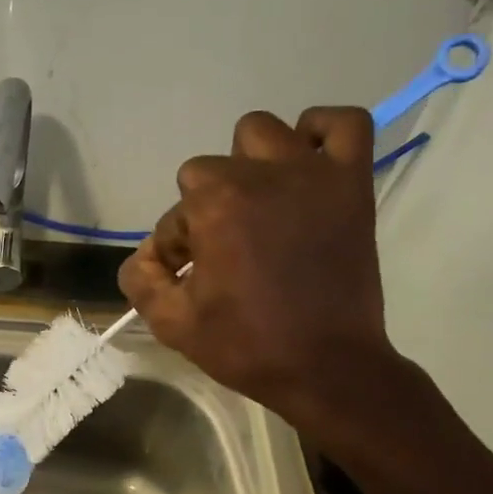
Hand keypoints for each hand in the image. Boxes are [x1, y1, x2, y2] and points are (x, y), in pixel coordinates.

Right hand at [118, 107, 400, 426]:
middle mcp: (261, 174)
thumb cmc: (247, 346)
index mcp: (215, 205)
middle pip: (209, 170)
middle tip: (224, 249)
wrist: (327, 368)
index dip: (177, 248)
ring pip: (263, 132)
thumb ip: (141, 280)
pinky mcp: (352, 185)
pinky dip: (323, 131)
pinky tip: (307, 160)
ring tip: (259, 204)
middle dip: (206, 208)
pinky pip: (346, 125)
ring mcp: (313, 174)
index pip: (176, 213)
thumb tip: (146, 254)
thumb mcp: (172, 323)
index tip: (192, 277)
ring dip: (249, 163)